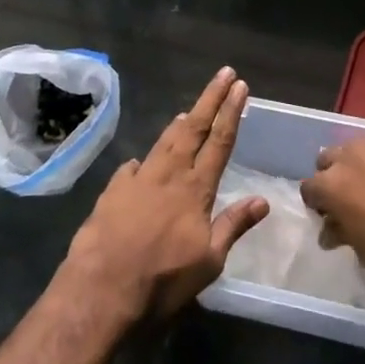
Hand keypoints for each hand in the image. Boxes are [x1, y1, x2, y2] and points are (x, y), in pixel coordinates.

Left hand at [61, 67, 268, 321]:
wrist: (101, 289)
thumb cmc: (162, 280)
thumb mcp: (208, 262)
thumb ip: (233, 225)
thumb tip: (263, 200)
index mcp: (196, 188)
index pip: (220, 141)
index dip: (231, 112)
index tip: (240, 86)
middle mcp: (169, 174)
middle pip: (193, 127)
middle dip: (210, 98)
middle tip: (223, 74)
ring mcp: (138, 178)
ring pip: (164, 141)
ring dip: (179, 124)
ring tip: (188, 110)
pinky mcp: (113, 190)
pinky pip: (133, 167)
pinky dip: (144, 160)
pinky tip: (142, 161)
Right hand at [301, 138, 364, 302]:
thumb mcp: (362, 248)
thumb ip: (341, 230)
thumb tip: (331, 227)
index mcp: (332, 184)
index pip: (310, 187)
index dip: (317, 203)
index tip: (327, 216)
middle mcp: (350, 157)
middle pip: (328, 159)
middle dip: (333, 177)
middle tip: (348, 200)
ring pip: (355, 149)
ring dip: (357, 166)